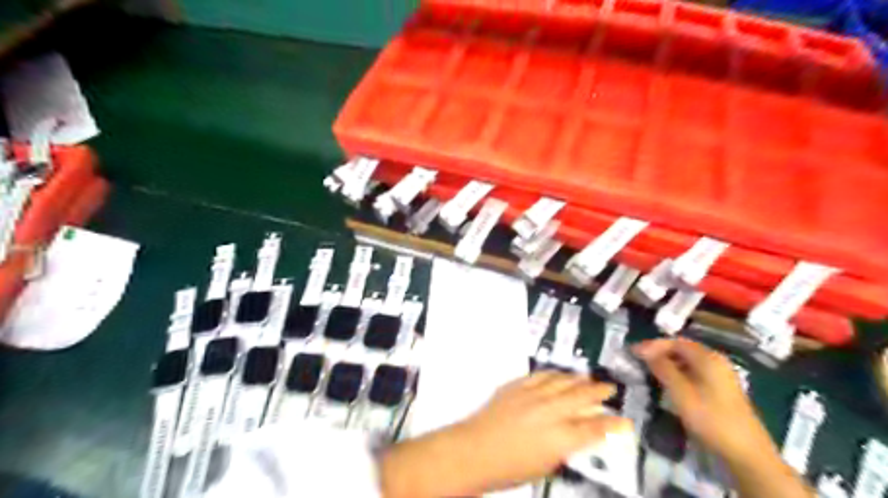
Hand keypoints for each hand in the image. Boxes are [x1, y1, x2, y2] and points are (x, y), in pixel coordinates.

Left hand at [381, 372, 629, 495]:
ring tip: (589, 378)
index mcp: (560, 438)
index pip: (594, 428)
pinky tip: (560, 374)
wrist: (475, 450)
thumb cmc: (510, 468)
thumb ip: (565, 447)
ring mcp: (532, 395)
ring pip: (562, 381)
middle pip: (581, 397)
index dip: (611, 423)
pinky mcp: (517, 386)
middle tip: (610, 388)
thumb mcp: (546, 465)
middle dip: (598, 392)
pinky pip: (540, 375)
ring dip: (578, 379)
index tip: (624, 420)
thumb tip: (578, 435)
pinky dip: (554, 374)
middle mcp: (550, 412)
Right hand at [630, 341, 778, 463]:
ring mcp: (721, 375)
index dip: (652, 344)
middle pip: (683, 349)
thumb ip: (662, 367)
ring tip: (649, 370)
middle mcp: (716, 360)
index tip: (632, 352)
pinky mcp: (722, 389)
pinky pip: (695, 372)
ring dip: (668, 362)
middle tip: (638, 360)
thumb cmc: (710, 418)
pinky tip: (669, 383)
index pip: (675, 341)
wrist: (746, 453)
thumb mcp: (680, 392)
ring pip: (689, 361)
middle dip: (659, 352)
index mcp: (708, 357)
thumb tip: (644, 349)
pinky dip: (678, 372)